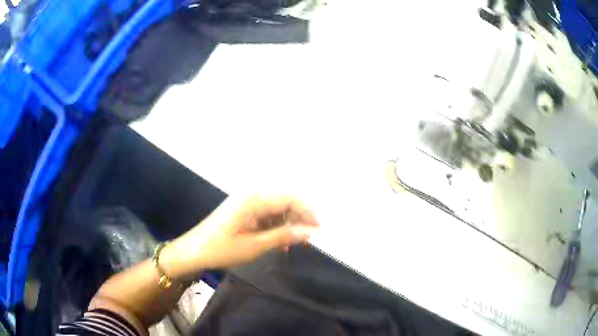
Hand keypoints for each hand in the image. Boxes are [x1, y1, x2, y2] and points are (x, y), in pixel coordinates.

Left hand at [161, 195, 318, 278]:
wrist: (192, 251)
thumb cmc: (221, 249)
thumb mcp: (254, 246)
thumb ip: (283, 236)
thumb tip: (310, 231)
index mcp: (254, 199)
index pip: (290, 199)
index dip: (308, 213)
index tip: (319, 232)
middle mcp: (251, 195)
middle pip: (284, 202)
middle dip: (299, 219)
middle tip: (307, 241)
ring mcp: (245, 202)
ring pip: (276, 209)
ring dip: (288, 224)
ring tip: (294, 245)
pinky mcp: (242, 210)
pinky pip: (265, 214)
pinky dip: (275, 226)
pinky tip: (278, 241)